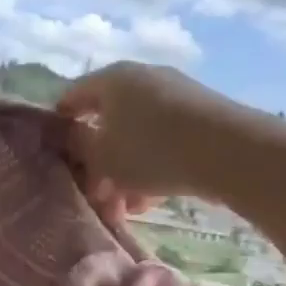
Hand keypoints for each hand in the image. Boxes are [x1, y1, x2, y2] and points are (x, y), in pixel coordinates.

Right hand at [58, 62, 237, 219]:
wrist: (230, 151)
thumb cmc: (152, 150)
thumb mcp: (102, 157)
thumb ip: (78, 148)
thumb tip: (68, 139)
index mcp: (112, 79)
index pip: (72, 98)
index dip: (59, 128)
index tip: (55, 158)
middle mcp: (142, 79)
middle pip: (106, 123)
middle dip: (98, 163)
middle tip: (95, 195)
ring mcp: (174, 95)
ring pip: (135, 137)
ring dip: (125, 173)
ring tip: (127, 207)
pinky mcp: (199, 116)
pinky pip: (162, 142)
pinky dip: (152, 168)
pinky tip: (152, 200)